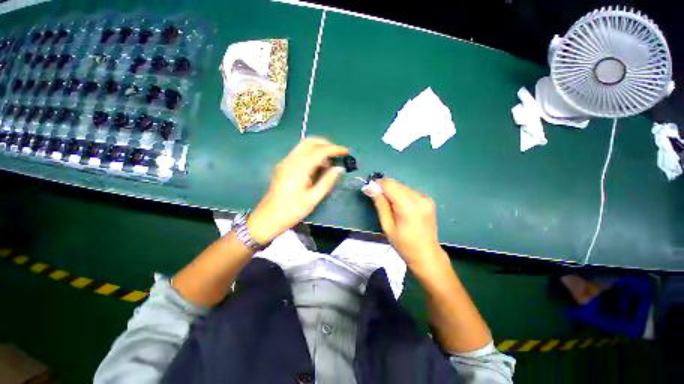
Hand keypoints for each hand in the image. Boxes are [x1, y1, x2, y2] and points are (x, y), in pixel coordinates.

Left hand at [247, 138, 347, 243]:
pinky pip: (299, 153)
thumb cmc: (292, 210)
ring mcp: (285, 162)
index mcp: (299, 168)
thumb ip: (327, 181)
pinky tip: (318, 165)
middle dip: (326, 144)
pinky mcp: (283, 166)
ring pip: (303, 145)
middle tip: (338, 153)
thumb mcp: (313, 198)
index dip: (334, 149)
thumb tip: (339, 168)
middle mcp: (290, 160)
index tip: (346, 152)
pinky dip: (311, 153)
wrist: (268, 218)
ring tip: (330, 160)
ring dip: (318, 148)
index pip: (319, 151)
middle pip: (309, 141)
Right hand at [364, 179, 447, 269]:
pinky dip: (401, 195)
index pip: (390, 185)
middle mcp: (420, 198)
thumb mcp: (387, 226)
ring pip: (403, 187)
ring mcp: (426, 198)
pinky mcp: (428, 200)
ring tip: (390, 207)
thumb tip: (371, 188)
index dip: (378, 185)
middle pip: (397, 184)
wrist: (427, 254)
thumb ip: (380, 204)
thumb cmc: (404, 245)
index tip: (370, 190)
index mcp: (409, 207)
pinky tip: (400, 207)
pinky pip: (410, 192)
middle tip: (378, 200)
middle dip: (385, 189)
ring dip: (393, 192)